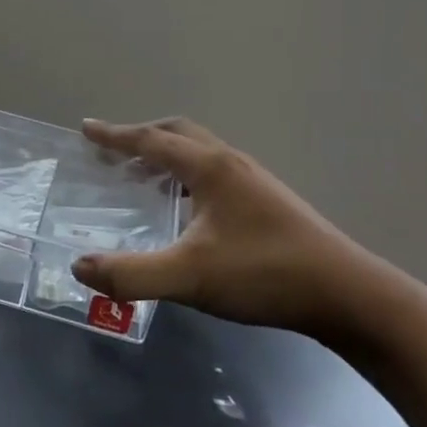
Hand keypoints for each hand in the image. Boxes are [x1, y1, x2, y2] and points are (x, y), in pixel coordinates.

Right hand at [71, 117, 394, 341]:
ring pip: (200, 154)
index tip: (86, 129)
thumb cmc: (265, 274)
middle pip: (179, 134)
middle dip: (141, 137)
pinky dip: (186, 178)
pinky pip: (215, 175)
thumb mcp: (189, 277)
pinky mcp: (268, 204)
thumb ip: (130, 275)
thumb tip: (78, 267)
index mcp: (210, 168)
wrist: (348, 296)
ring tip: (141, 179)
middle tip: (113, 152)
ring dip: (166, 157)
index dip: (115, 135)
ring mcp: (255, 183)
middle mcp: (232, 164)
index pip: (152, 140)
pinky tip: (185, 211)